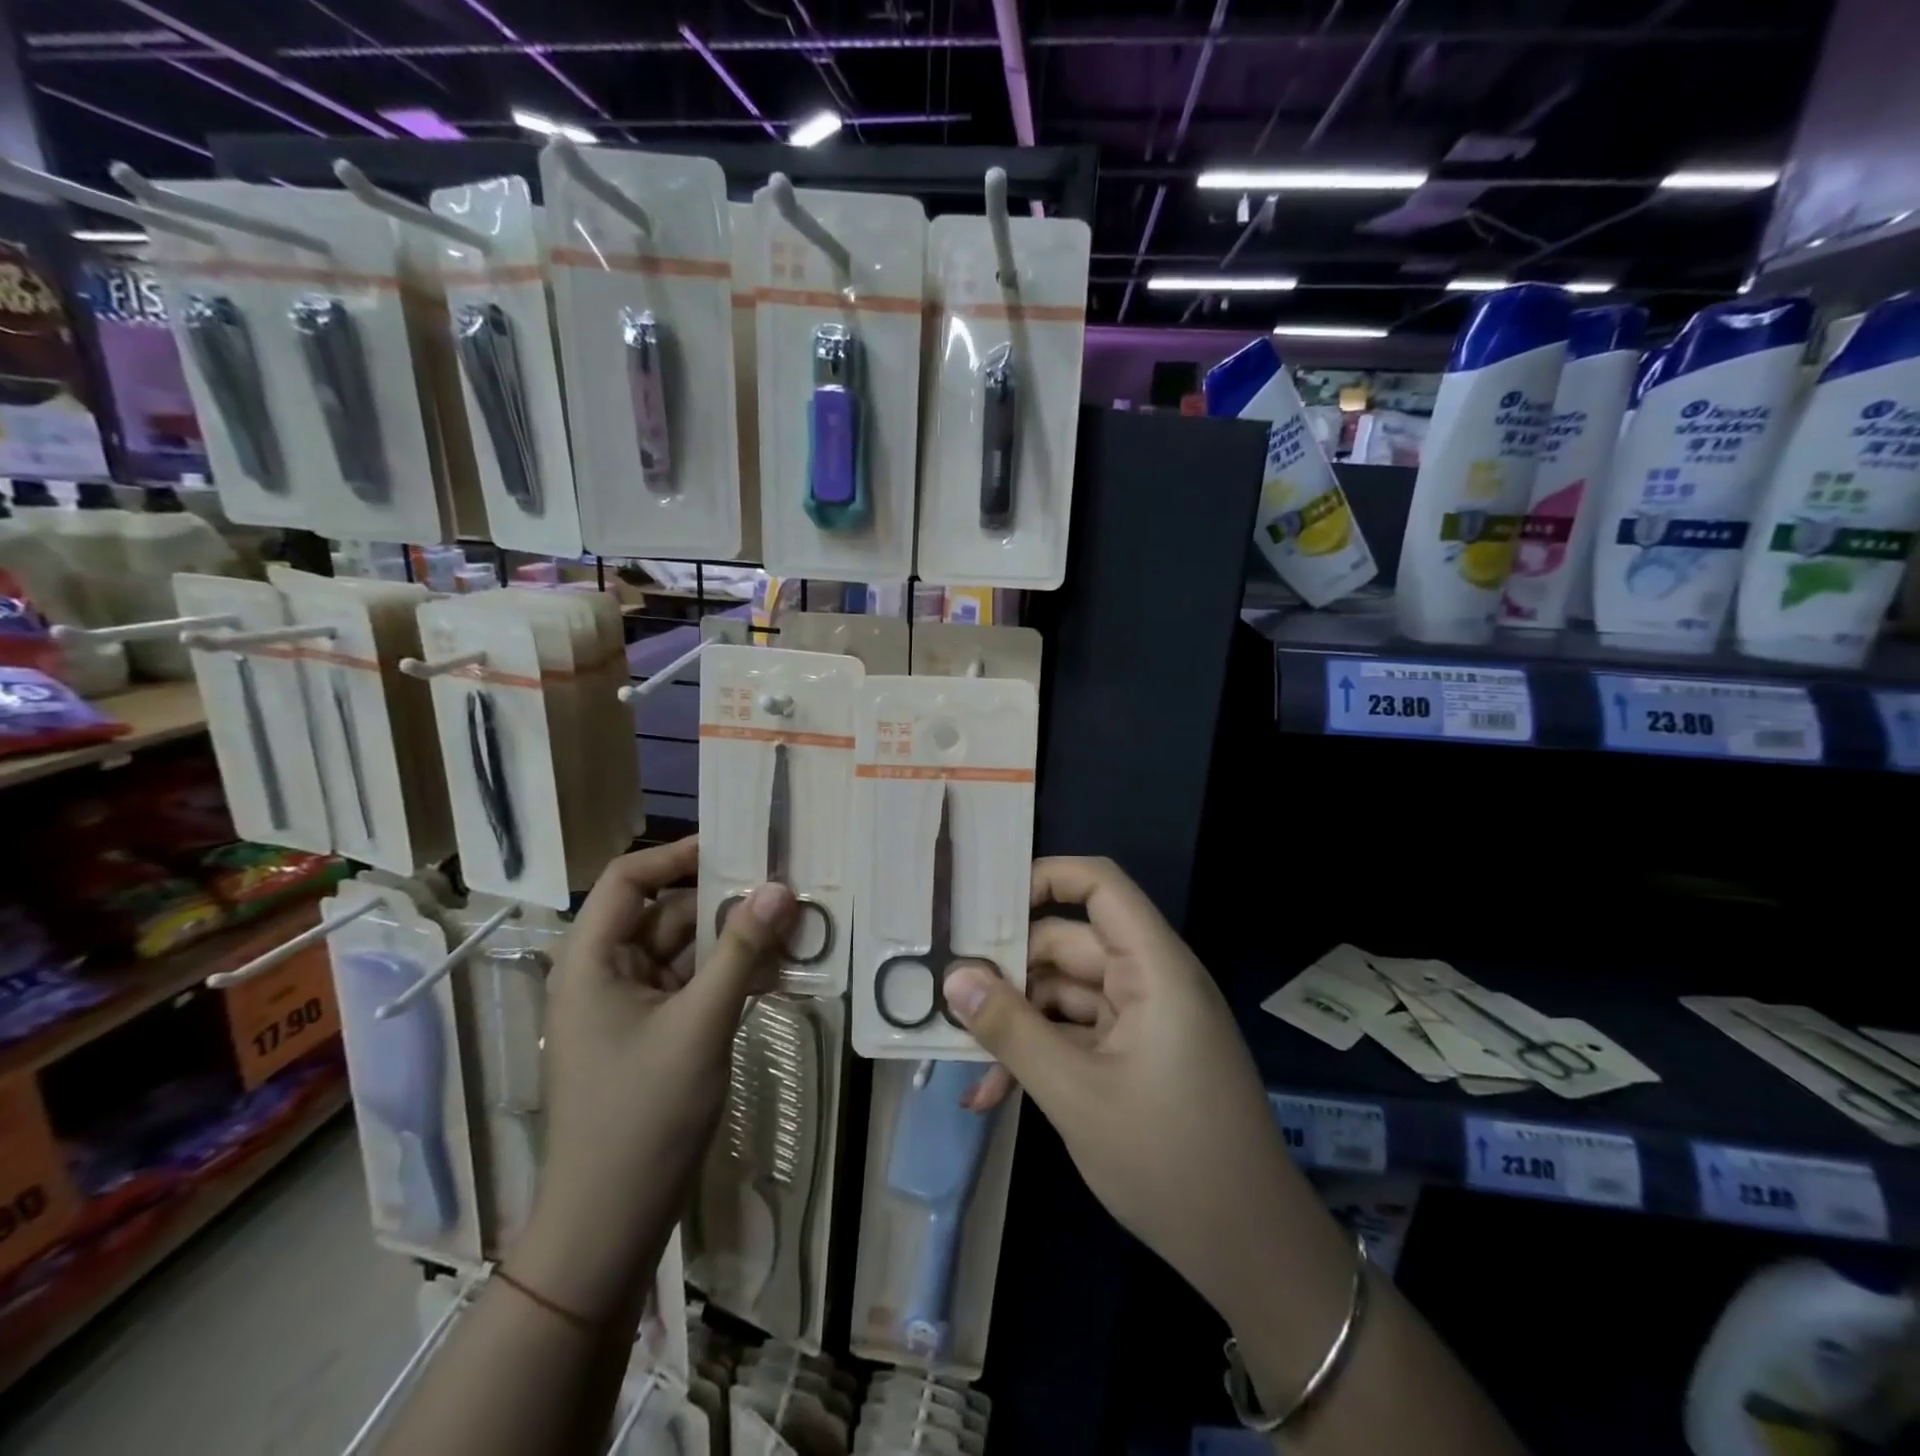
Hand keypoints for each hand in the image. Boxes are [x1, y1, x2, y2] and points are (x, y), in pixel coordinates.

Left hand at [514, 838, 796, 1319]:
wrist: (610, 1224)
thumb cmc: (643, 1116)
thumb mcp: (700, 1025)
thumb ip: (741, 952)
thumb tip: (780, 888)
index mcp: (592, 960)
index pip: (628, 879)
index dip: (677, 856)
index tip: (737, 849)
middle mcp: (605, 973)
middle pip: (665, 914)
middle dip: (723, 903)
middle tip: (784, 892)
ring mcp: (629, 1007)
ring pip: (685, 951)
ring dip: (734, 943)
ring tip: (792, 933)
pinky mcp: (652, 1034)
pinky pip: (692, 986)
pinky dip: (728, 977)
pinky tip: (775, 977)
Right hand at [943, 856, 1302, 1325]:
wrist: (1249, 1252)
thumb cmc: (1169, 1161)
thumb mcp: (1076, 1094)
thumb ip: (1011, 1030)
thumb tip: (953, 978)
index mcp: (1153, 968)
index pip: (1100, 886)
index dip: (1045, 878)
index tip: (983, 905)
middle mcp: (1149, 980)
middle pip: (1068, 944)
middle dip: (1008, 970)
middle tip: (945, 991)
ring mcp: (1142, 1020)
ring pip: (1064, 994)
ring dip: (1016, 1022)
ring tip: (960, 1054)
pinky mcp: (1135, 1055)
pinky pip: (1076, 1033)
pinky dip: (1040, 1053)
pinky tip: (992, 1094)